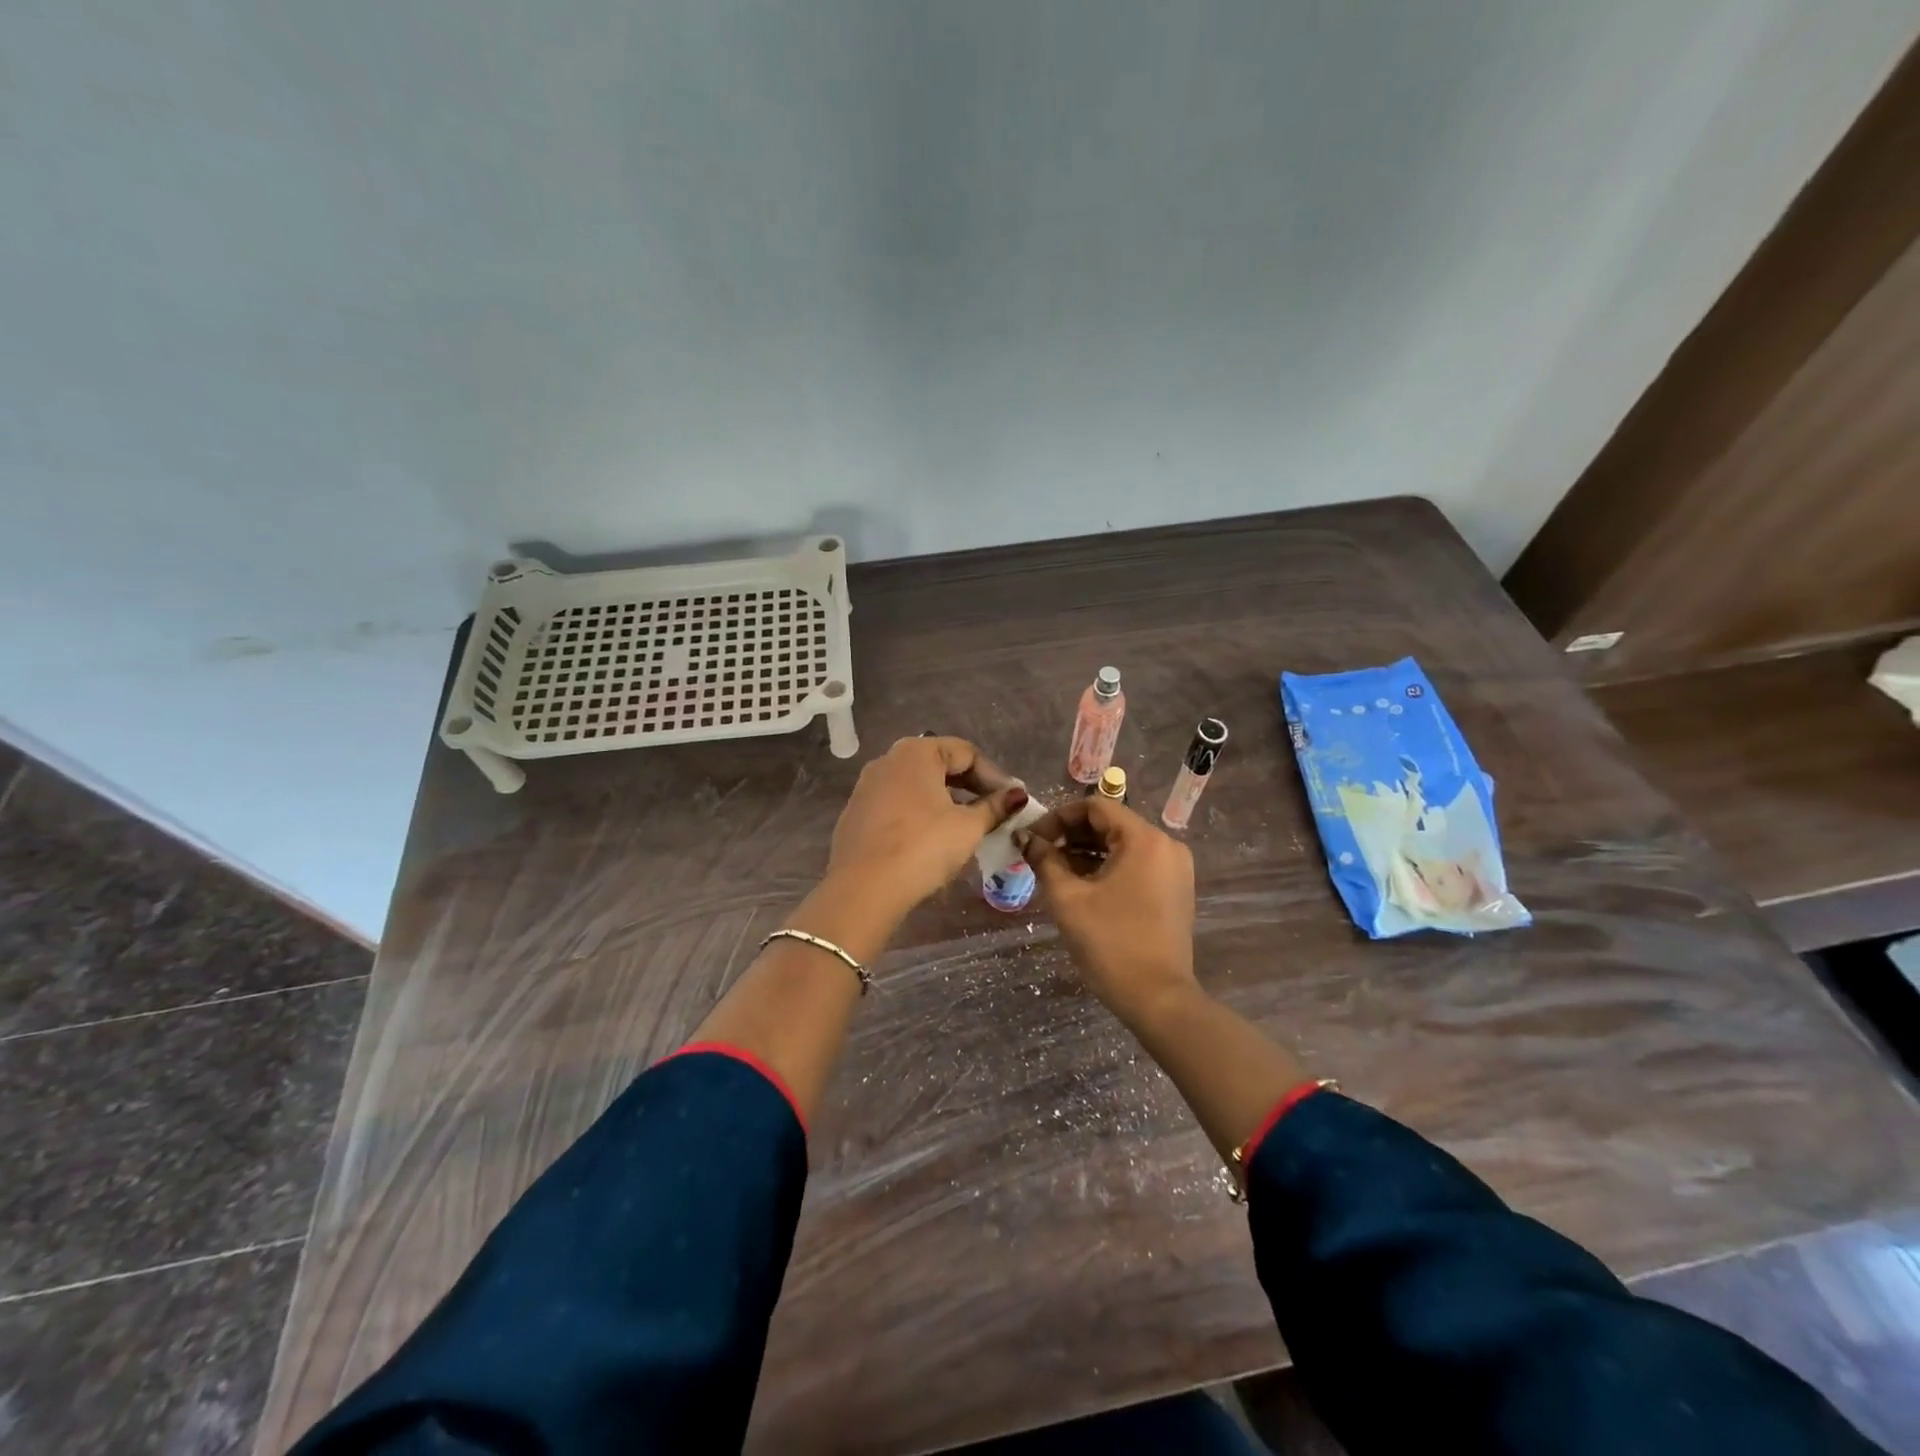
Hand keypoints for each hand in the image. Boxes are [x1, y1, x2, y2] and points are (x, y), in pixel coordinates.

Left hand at [827, 736, 1026, 919]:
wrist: (862, 889)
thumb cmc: (922, 847)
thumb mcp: (968, 827)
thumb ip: (994, 807)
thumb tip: (1017, 795)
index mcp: (916, 752)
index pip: (966, 752)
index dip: (994, 776)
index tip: (1011, 801)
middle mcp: (888, 760)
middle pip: (939, 764)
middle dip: (970, 786)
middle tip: (994, 811)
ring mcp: (867, 786)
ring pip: (917, 785)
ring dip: (945, 800)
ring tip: (967, 825)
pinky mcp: (857, 813)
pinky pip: (897, 803)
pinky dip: (920, 813)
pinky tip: (932, 838)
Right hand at [1020, 797, 1196, 1024]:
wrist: (1158, 999)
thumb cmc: (1110, 944)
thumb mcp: (1068, 899)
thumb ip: (1045, 860)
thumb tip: (1025, 839)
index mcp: (1144, 839)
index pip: (1095, 807)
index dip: (1058, 816)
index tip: (1032, 837)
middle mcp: (1165, 845)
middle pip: (1110, 824)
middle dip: (1070, 834)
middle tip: (1038, 853)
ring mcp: (1174, 868)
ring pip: (1122, 845)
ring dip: (1086, 852)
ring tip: (1053, 869)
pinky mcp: (1175, 889)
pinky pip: (1136, 864)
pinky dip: (1107, 867)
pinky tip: (1081, 884)